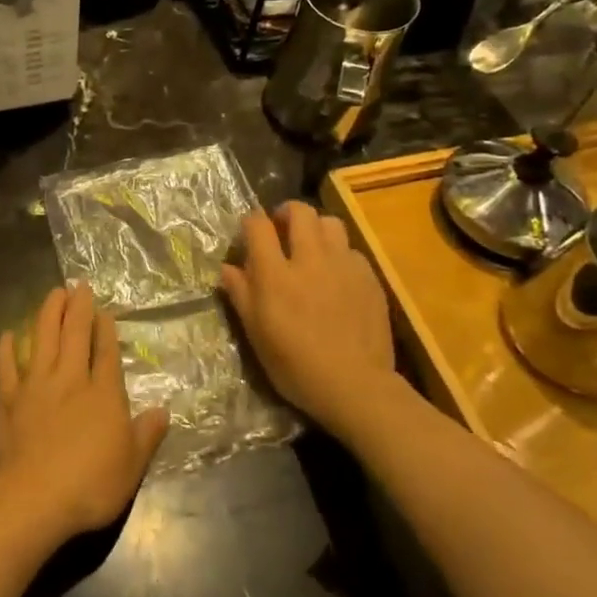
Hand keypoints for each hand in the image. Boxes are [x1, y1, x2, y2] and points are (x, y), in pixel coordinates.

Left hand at [0, 284, 168, 541]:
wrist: (33, 499)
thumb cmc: (90, 485)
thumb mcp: (132, 466)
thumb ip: (147, 435)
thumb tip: (163, 410)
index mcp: (103, 394)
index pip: (106, 352)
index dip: (106, 329)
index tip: (104, 310)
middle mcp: (70, 380)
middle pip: (74, 335)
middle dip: (78, 308)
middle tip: (78, 285)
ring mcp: (36, 387)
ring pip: (42, 340)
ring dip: (48, 314)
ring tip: (53, 293)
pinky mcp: (8, 400)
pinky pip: (6, 367)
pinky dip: (6, 349)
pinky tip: (7, 335)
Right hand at [220, 202, 402, 440]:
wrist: (355, 386)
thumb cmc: (296, 366)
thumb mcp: (256, 334)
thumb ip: (240, 294)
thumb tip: (227, 268)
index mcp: (275, 274)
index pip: (258, 224)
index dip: (251, 223)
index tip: (250, 234)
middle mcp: (309, 259)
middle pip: (299, 211)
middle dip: (286, 213)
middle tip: (282, 231)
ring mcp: (343, 265)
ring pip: (330, 222)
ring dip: (316, 228)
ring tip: (312, 247)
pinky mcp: (369, 277)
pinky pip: (351, 249)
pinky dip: (339, 253)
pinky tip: (337, 275)